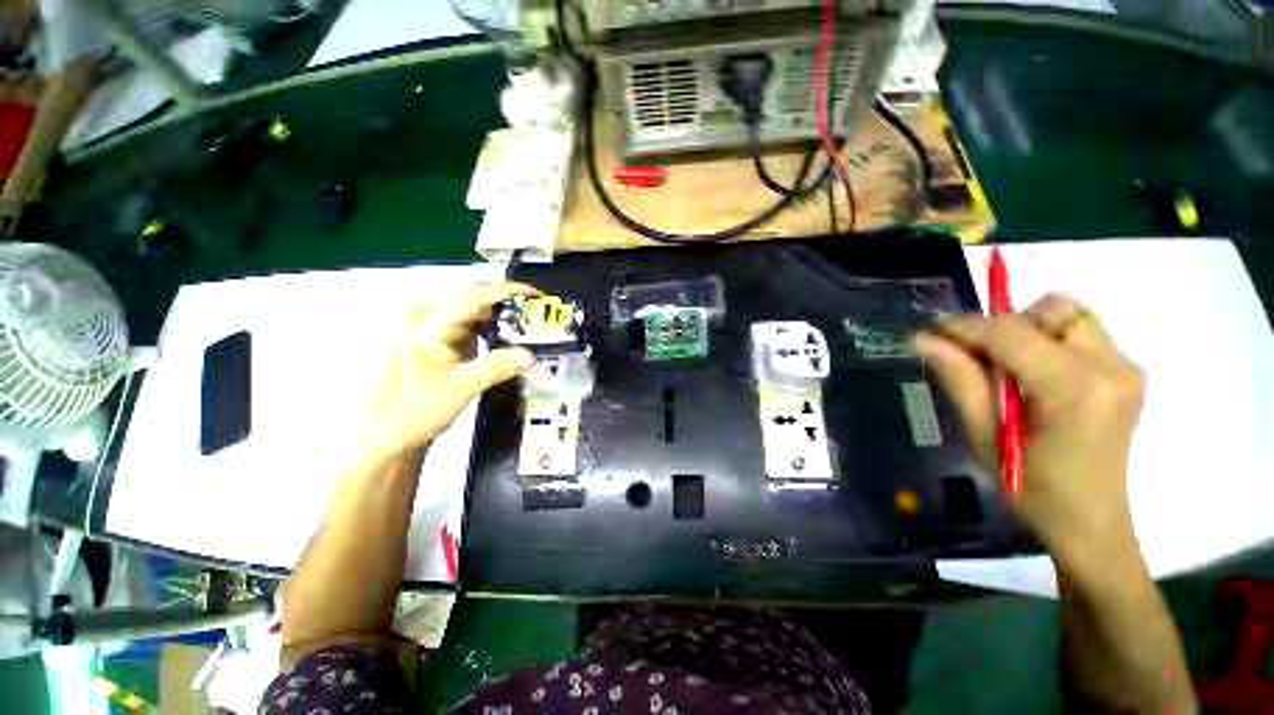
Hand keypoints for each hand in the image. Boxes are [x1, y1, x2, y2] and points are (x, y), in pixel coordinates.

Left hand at [360, 282, 538, 462]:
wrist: (394, 433)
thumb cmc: (420, 409)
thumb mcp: (463, 387)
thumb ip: (498, 367)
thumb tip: (532, 356)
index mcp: (430, 324)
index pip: (473, 297)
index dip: (507, 291)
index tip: (537, 295)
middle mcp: (431, 319)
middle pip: (475, 300)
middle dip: (509, 302)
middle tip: (539, 311)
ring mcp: (436, 330)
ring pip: (476, 313)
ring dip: (504, 316)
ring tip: (532, 322)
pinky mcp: (443, 342)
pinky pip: (473, 327)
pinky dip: (494, 328)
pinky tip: (512, 336)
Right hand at [915, 293, 1146, 567]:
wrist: (1091, 522)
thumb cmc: (1032, 488)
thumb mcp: (985, 435)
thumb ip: (960, 379)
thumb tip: (925, 340)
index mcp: (1074, 390)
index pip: (1011, 332)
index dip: (966, 327)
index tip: (932, 332)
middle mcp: (1111, 368)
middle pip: (1051, 310)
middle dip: (1007, 326)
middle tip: (980, 360)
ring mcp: (1127, 369)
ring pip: (1069, 316)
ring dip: (1030, 332)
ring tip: (1010, 370)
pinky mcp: (1129, 372)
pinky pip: (1081, 333)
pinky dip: (1048, 342)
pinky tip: (1035, 377)